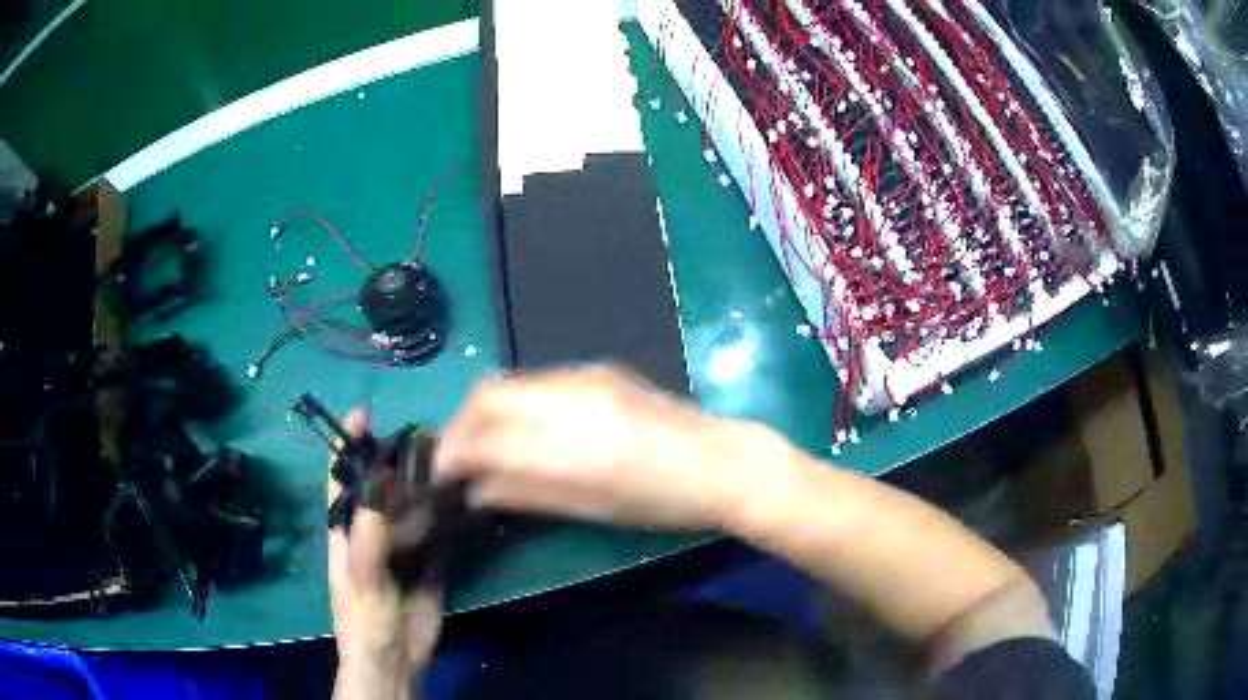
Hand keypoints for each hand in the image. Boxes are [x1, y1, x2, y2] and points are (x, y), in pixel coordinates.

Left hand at [329, 412, 440, 699]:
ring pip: (413, 508)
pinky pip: (440, 535)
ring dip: (427, 486)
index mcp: (347, 530)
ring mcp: (404, 547)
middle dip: (397, 461)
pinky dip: (450, 517)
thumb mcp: (361, 576)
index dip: (349, 447)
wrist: (395, 658)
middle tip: (423, 434)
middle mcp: (374, 532)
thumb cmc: (364, 618)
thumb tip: (378, 482)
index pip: (343, 479)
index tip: (364, 413)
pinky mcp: (431, 564)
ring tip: (447, 458)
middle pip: (383, 488)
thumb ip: (368, 533)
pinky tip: (465, 498)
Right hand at [435, 366, 774, 529]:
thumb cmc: (663, 502)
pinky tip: (516, 426)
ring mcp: (585, 377)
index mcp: (574, 448)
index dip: (453, 457)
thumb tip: (476, 491)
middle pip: (486, 396)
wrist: (720, 460)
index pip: (486, 440)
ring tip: (479, 443)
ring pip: (507, 381)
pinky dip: (511, 402)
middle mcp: (572, 400)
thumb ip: (527, 495)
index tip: (440, 476)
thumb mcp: (593, 510)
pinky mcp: (597, 370)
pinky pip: (533, 380)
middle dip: (458, 426)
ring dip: (481, 411)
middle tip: (453, 458)